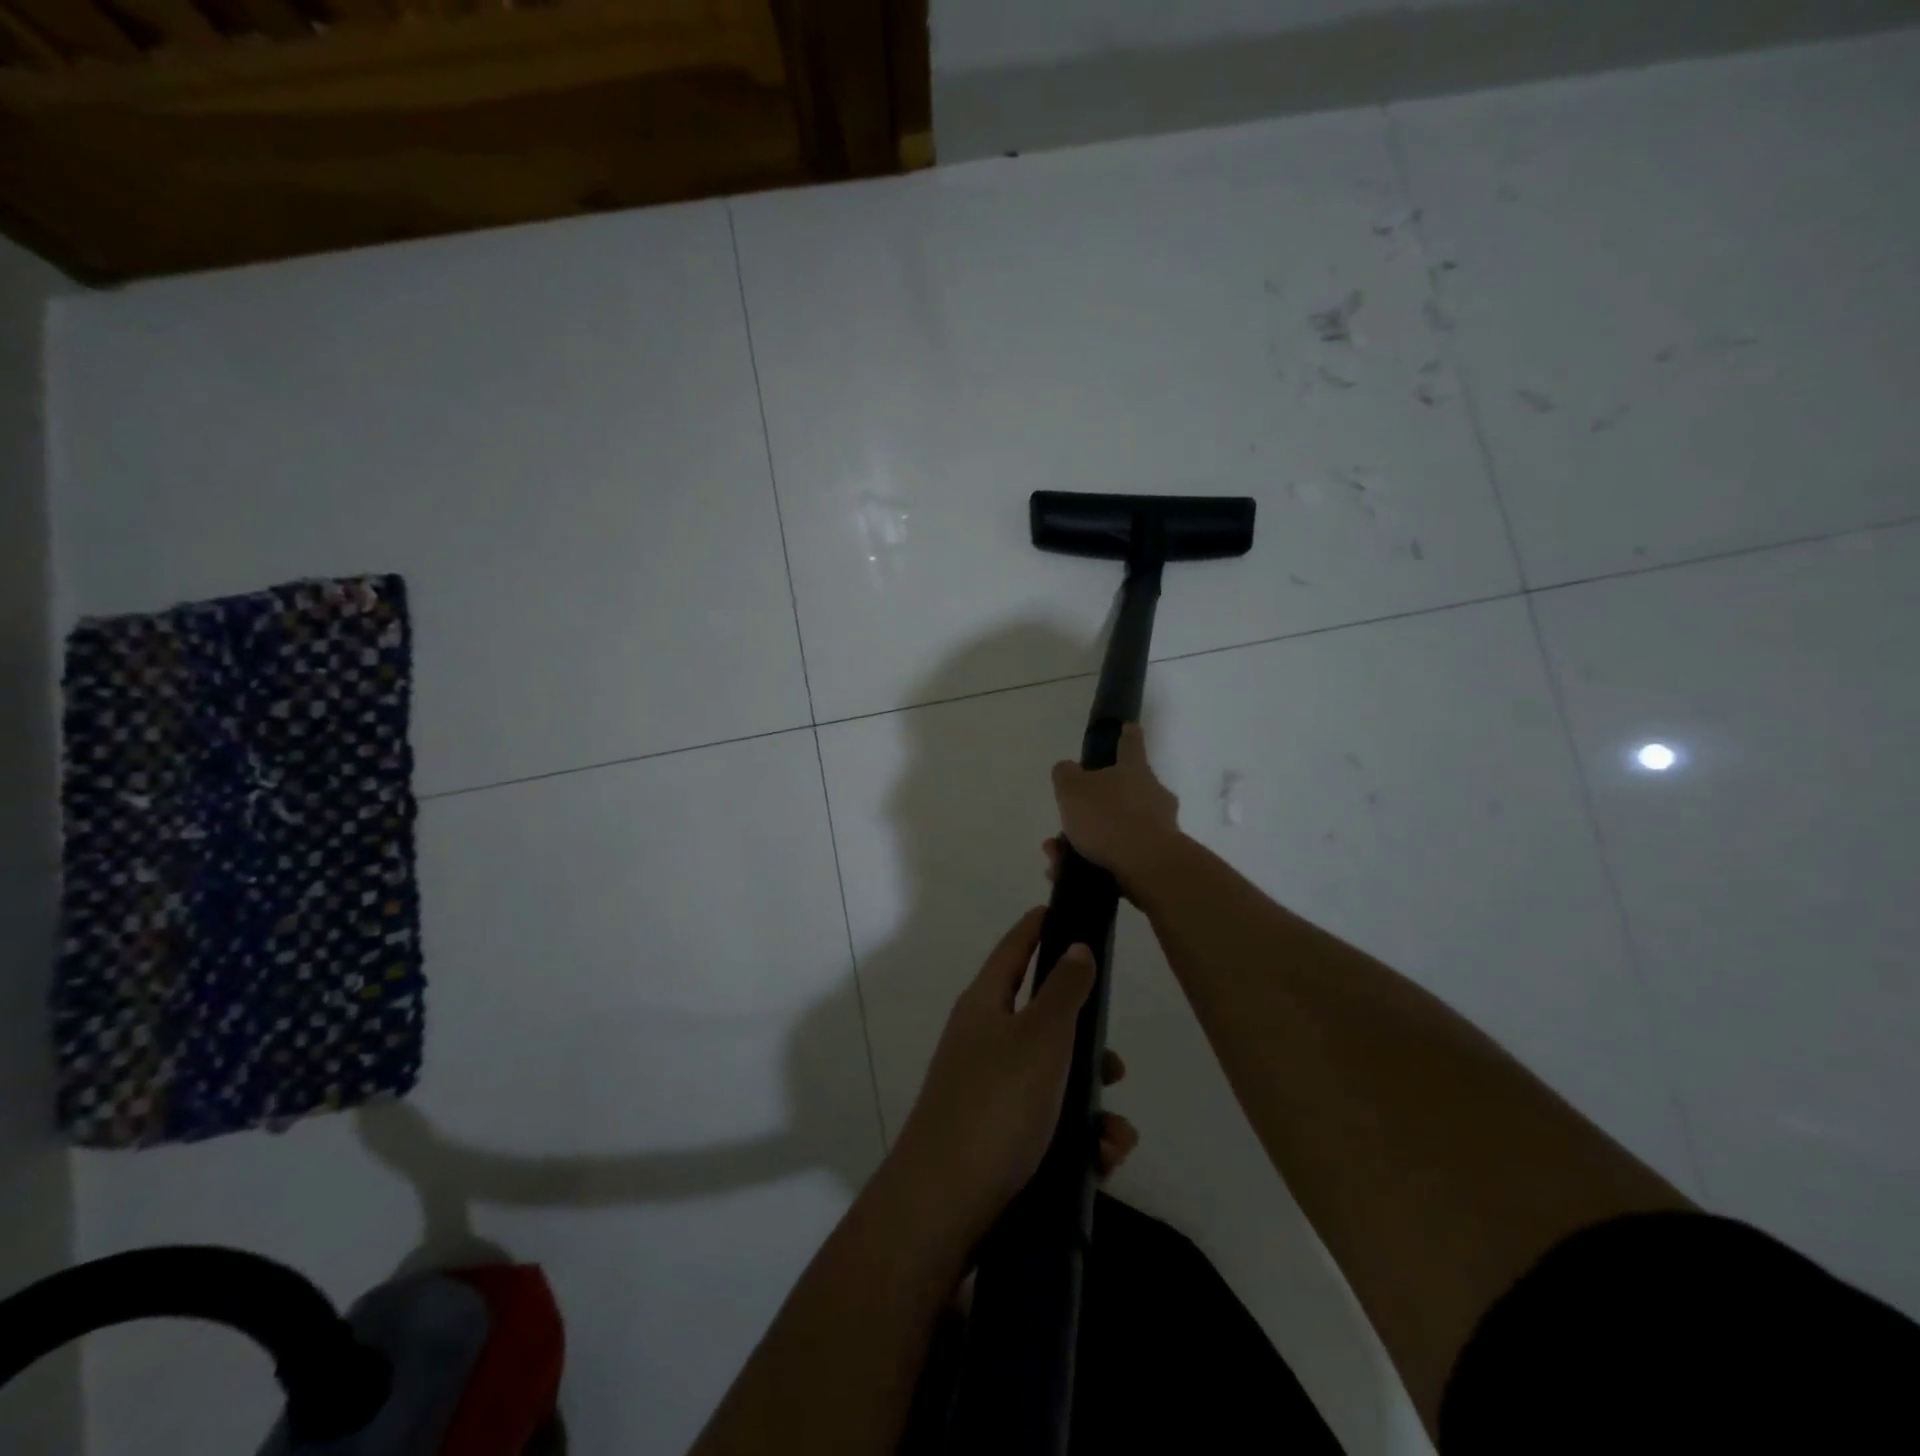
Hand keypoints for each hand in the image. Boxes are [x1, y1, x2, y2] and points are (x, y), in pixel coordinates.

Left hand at [888, 907, 1138, 1246]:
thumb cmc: (995, 1105)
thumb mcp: (1040, 1038)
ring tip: (1113, 1138)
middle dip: (1086, 1044)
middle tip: (1114, 1065)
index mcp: (985, 1005)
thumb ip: (1064, 990)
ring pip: (1054, 1080)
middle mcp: (983, 1041)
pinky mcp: (997, 1138)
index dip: (1038, 926)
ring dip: (1091, 1105)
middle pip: (1043, 1021)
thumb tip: (1074, 944)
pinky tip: (1100, 1163)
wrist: (944, 1207)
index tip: (1066, 910)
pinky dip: (1077, 1140)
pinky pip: (1048, 1124)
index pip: (1014, 949)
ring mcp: (988, 1091)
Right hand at [1048, 723, 1182, 894]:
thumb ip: (1066, 775)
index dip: (1127, 734)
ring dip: (1086, 840)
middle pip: (1121, 792)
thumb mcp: (1072, 789)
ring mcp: (1159, 827)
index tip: (1129, 727)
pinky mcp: (1157, 859)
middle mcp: (1152, 794)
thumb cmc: (1109, 818)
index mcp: (1134, 770)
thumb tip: (1068, 769)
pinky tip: (1069, 875)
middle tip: (1067, 821)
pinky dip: (1093, 863)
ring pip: (1115, 828)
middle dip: (1092, 807)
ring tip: (1057, 857)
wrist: (1148, 867)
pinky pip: (1119, 856)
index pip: (1130, 744)